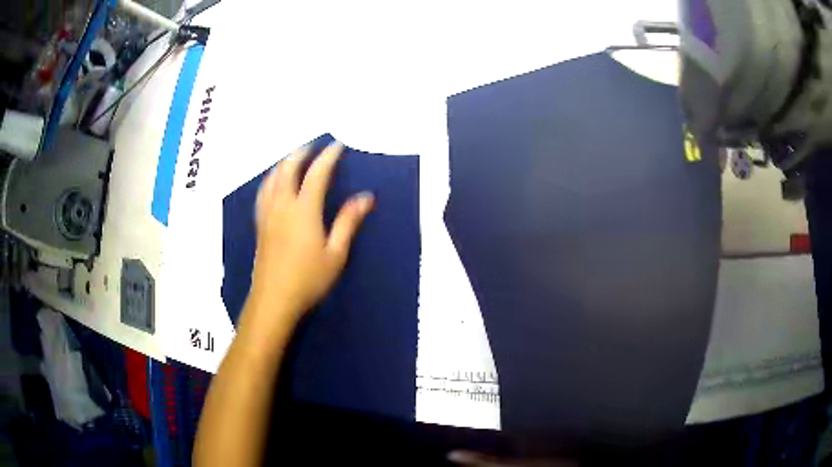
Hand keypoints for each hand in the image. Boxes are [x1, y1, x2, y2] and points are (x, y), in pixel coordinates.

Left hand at [245, 142, 373, 330]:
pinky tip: (273, 183)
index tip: (337, 145)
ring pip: (271, 178)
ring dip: (284, 163)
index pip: (317, 173)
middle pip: (288, 168)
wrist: (274, 300)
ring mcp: (267, 214)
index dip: (328, 156)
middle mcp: (282, 205)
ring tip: (293, 158)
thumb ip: (348, 222)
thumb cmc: (308, 279)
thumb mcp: (335, 253)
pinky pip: (262, 192)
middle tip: (313, 146)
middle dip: (301, 152)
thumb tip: (366, 197)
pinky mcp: (259, 225)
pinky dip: (270, 179)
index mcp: (304, 210)